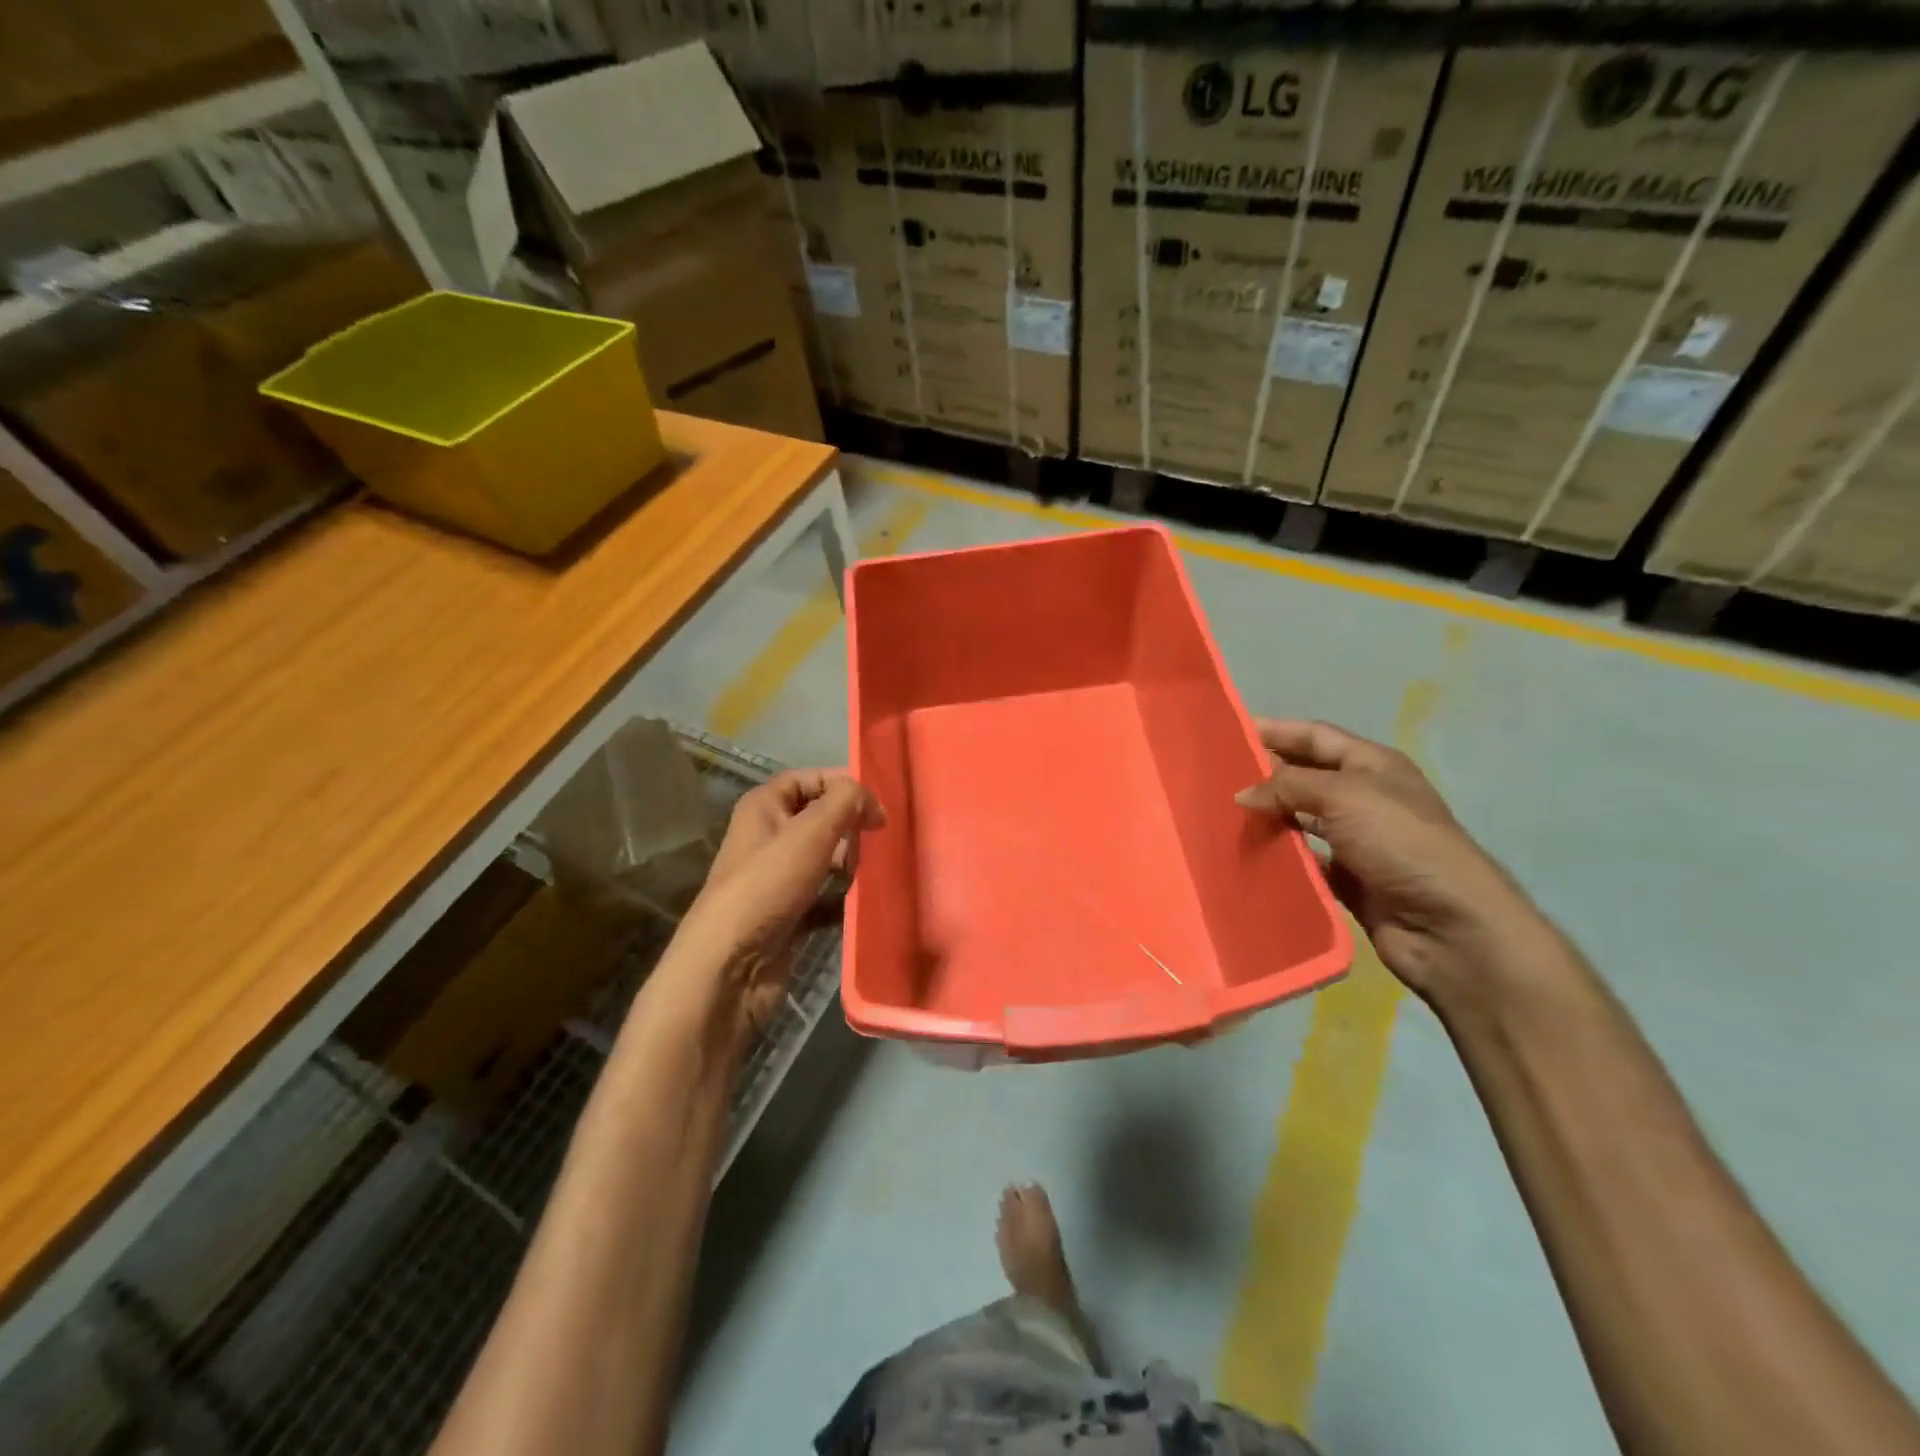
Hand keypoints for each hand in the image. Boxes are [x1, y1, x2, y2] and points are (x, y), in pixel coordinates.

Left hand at [682, 769, 883, 1032]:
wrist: (730, 967)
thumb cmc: (767, 886)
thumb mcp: (810, 832)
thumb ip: (846, 803)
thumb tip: (873, 802)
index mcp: (763, 808)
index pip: (808, 779)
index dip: (842, 784)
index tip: (877, 802)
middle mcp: (768, 838)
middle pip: (820, 819)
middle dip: (850, 827)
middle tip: (878, 840)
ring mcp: (778, 879)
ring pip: (826, 860)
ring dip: (851, 864)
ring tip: (875, 871)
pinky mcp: (789, 915)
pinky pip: (825, 898)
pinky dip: (844, 899)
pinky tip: (866, 903)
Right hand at [1235, 719, 1546, 1002]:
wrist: (1449, 925)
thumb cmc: (1400, 843)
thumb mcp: (1344, 796)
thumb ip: (1288, 786)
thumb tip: (1243, 794)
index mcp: (1373, 765)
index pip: (1315, 736)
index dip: (1275, 730)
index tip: (1228, 732)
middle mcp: (1365, 798)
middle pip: (1305, 777)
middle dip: (1265, 774)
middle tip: (1214, 777)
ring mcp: (1358, 841)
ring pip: (1300, 819)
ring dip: (1269, 817)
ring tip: (1222, 816)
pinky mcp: (1348, 879)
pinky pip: (1304, 860)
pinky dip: (1280, 857)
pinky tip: (1248, 856)